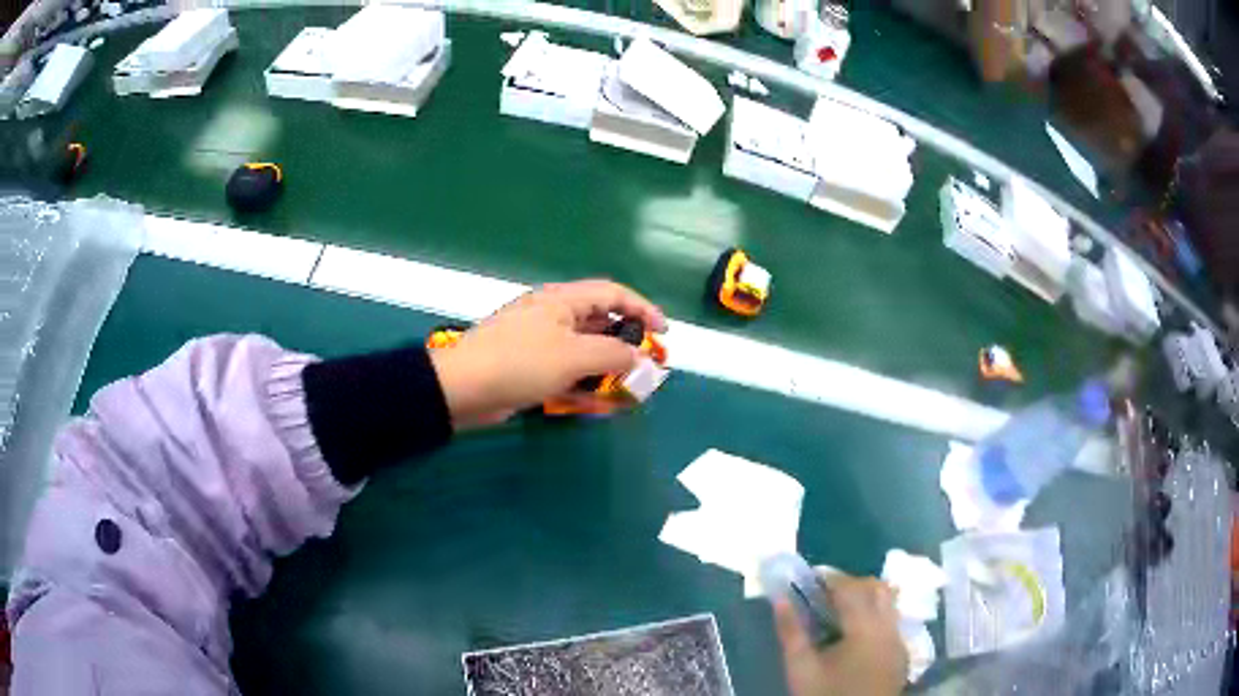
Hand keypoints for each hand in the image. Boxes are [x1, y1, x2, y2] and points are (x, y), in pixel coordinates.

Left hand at [429, 280, 665, 426]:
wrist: (464, 388)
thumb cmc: (521, 362)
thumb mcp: (574, 356)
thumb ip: (614, 355)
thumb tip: (640, 359)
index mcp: (563, 300)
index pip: (613, 294)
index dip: (643, 309)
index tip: (664, 333)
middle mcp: (554, 316)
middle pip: (601, 323)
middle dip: (626, 345)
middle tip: (647, 367)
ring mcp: (541, 343)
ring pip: (585, 351)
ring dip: (606, 369)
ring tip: (627, 390)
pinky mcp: (531, 368)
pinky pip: (566, 371)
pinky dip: (583, 384)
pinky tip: (597, 403)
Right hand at [774, 572, 907, 695]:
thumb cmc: (824, 695)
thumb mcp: (800, 668)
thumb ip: (791, 631)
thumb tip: (780, 598)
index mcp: (865, 628)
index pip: (851, 588)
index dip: (831, 578)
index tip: (810, 578)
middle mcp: (889, 627)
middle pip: (877, 588)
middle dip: (851, 584)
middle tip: (823, 594)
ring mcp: (899, 639)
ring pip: (889, 602)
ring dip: (867, 598)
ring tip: (839, 611)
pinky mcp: (902, 653)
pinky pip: (892, 620)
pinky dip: (876, 615)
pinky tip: (855, 633)